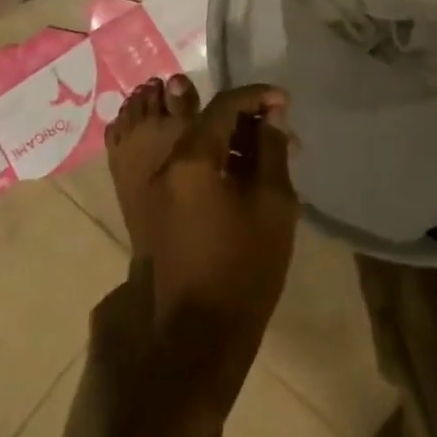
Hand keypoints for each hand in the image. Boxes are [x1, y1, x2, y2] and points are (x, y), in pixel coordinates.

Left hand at [143, 85, 298, 397]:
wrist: (198, 340)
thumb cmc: (243, 269)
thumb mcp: (273, 204)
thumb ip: (272, 150)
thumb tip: (271, 115)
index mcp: (191, 159)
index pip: (224, 106)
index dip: (256, 96)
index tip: (283, 101)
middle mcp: (164, 165)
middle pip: (204, 121)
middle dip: (242, 117)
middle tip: (276, 128)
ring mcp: (153, 188)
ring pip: (192, 142)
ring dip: (225, 138)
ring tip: (261, 152)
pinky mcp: (153, 210)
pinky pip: (182, 166)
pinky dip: (208, 159)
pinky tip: (236, 175)